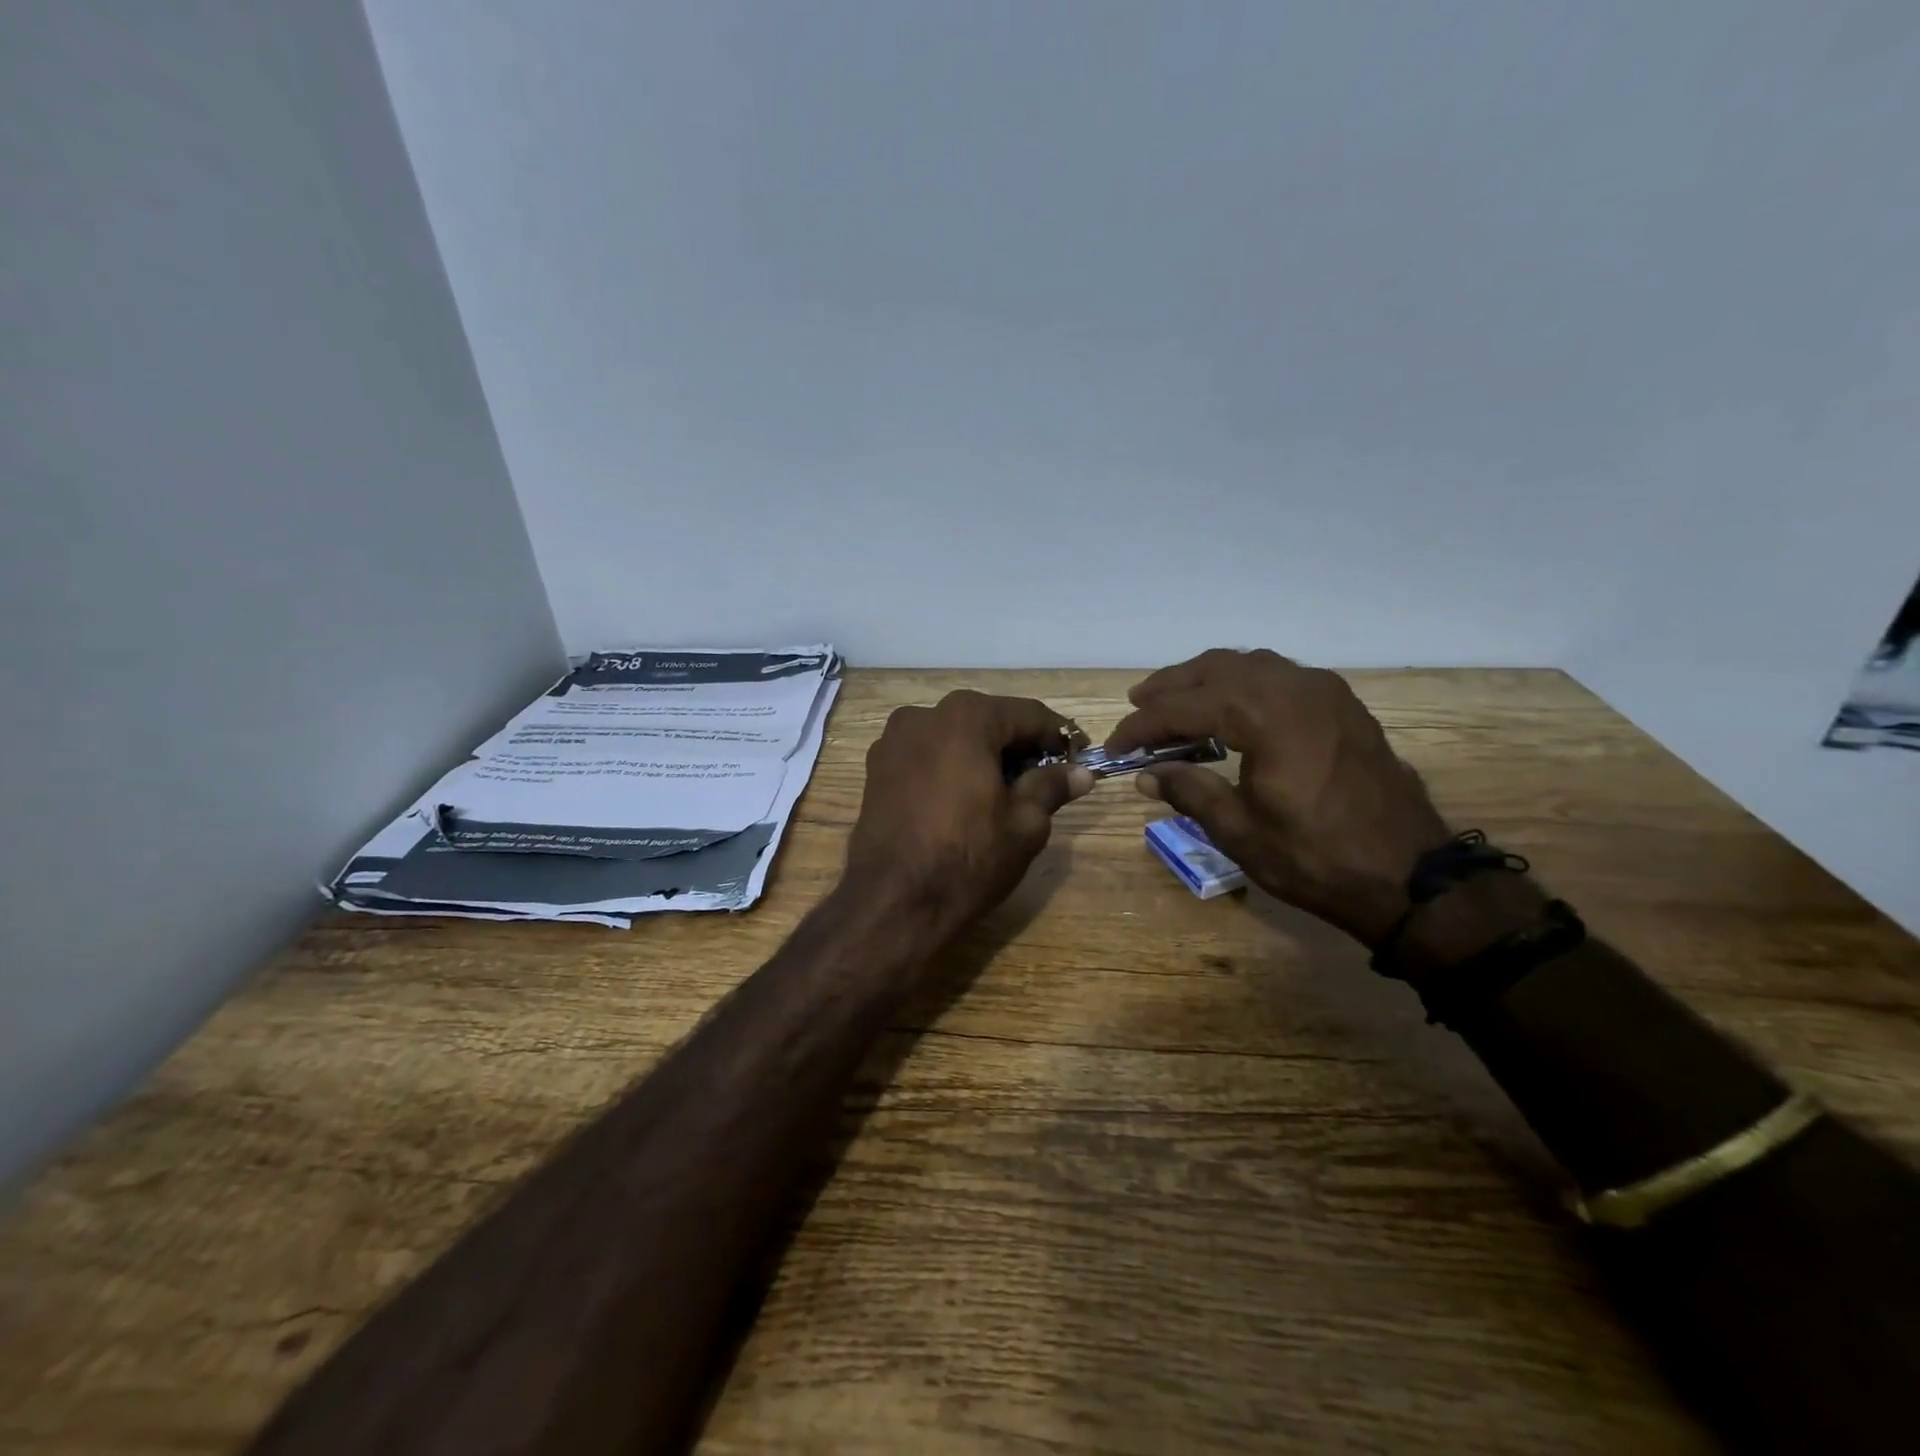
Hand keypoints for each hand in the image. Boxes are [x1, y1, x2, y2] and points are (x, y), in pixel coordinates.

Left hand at [845, 690, 1093, 941]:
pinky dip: (950, 767)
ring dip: (983, 756)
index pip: (1029, 714)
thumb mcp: (1024, 825)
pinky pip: (926, 755)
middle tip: (1044, 781)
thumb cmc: (967, 858)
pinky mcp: (875, 769)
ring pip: (954, 737)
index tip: (1078, 760)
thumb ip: (1051, 787)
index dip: (1058, 737)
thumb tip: (1080, 773)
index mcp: (966, 718)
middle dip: (1018, 747)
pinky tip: (963, 801)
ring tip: (1003, 794)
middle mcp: (924, 715)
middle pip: (988, 721)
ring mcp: (893, 741)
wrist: (892, 902)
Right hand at [1106, 649, 1450, 945]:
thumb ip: (1189, 792)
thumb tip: (1147, 774)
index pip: (1186, 707)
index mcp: (1267, 716)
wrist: (1411, 878)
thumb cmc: (1317, 859)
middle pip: (1216, 668)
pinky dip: (1243, 683)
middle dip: (1170, 687)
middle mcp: (1295, 688)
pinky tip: (1230, 709)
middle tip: (1137, 707)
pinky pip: (1280, 674)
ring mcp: (1325, 692)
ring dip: (1206, 678)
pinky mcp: (1342, 705)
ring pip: (1250, 663)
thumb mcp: (1241, 832)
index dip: (1143, 725)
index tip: (1115, 746)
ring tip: (1176, 702)